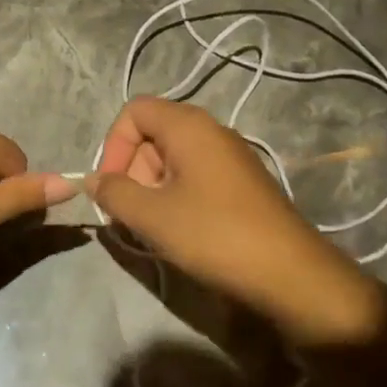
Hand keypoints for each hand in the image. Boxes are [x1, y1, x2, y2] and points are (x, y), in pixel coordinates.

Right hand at [88, 97, 386, 345]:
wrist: (293, 275)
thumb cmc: (215, 235)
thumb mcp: (152, 216)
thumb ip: (114, 193)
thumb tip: (93, 180)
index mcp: (189, 126)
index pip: (134, 111)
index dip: (113, 145)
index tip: (111, 186)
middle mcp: (211, 130)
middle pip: (152, 133)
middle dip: (131, 169)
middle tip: (130, 211)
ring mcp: (231, 156)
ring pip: (173, 157)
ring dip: (152, 186)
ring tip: (152, 226)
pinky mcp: (243, 183)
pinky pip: (196, 174)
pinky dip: (177, 195)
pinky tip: (180, 230)